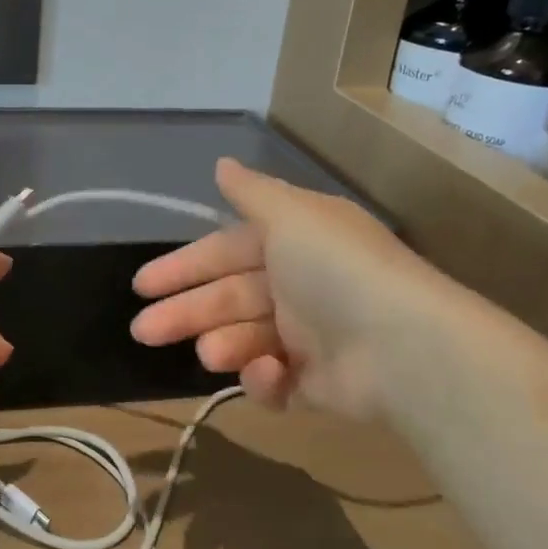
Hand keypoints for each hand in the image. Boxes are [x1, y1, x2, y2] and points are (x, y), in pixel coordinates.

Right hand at [130, 158, 439, 419]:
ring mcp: (309, 337)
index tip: (142, 285)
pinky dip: (265, 379)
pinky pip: (276, 381)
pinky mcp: (317, 384)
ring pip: (244, 339)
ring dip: (222, 344)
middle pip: (228, 298)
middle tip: (143, 331)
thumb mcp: (291, 215)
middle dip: (184, 312)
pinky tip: (268, 372)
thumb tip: (221, 164)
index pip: (226, 250)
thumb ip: (252, 192)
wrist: (405, 348)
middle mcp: (299, 284)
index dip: (184, 266)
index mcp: (293, 242)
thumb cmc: (337, 269)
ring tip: (210, 354)